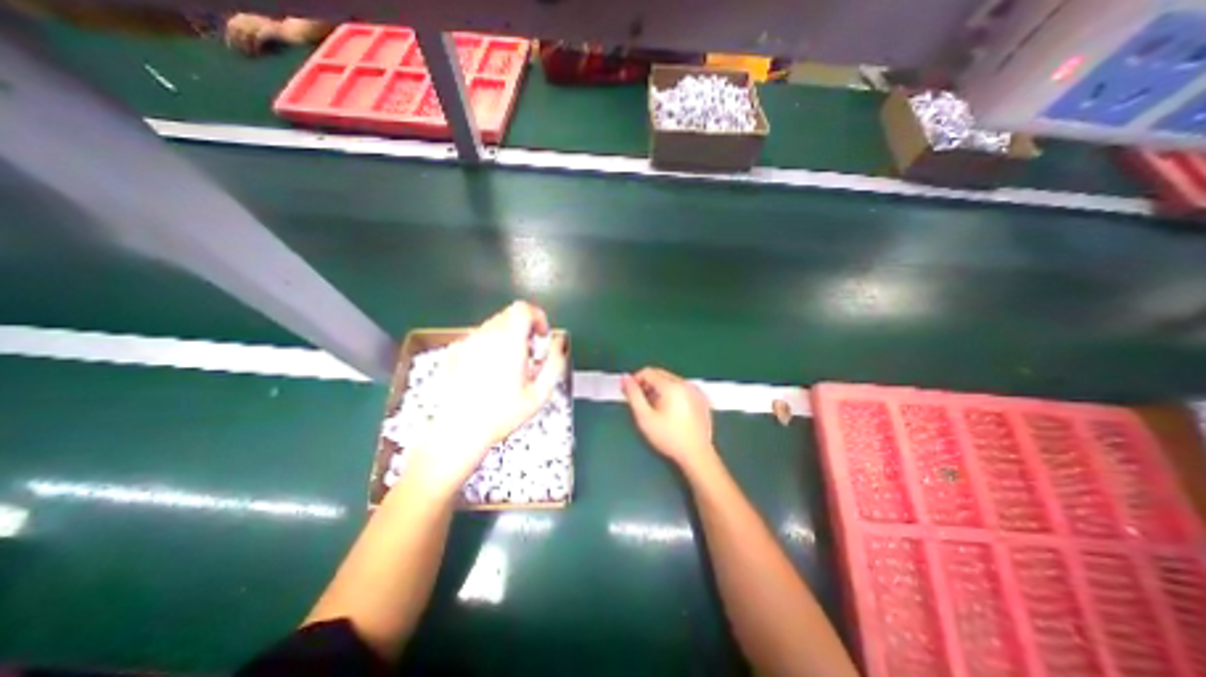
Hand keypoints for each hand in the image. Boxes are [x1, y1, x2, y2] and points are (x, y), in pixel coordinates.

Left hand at [400, 302, 563, 502]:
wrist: (460, 430)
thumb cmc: (503, 414)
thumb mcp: (539, 393)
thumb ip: (555, 363)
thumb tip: (560, 342)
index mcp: (508, 343)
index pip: (523, 309)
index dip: (537, 317)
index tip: (541, 336)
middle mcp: (486, 336)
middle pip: (509, 315)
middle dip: (525, 328)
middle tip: (529, 354)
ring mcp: (467, 342)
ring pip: (494, 324)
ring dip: (508, 335)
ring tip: (509, 364)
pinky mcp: (455, 351)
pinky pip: (479, 336)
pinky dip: (491, 343)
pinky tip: (489, 370)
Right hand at [622, 366, 713, 470]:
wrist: (697, 455)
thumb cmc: (668, 438)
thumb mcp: (644, 417)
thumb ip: (633, 395)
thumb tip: (625, 378)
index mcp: (672, 386)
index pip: (648, 372)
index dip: (635, 380)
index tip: (629, 393)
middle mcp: (685, 383)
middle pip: (660, 374)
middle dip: (647, 384)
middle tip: (640, 402)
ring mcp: (696, 391)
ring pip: (671, 380)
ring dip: (659, 388)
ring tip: (655, 408)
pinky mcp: (702, 399)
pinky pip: (682, 388)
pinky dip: (673, 394)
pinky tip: (671, 411)